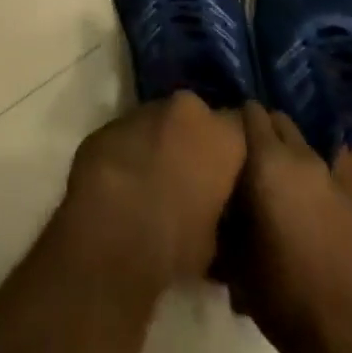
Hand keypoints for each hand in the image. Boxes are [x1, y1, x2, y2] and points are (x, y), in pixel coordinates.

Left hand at [59, 91, 246, 288]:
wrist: (107, 225)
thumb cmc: (175, 239)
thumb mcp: (216, 243)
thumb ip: (221, 213)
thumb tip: (215, 214)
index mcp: (221, 134)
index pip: (244, 128)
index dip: (238, 151)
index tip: (235, 175)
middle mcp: (186, 109)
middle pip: (199, 119)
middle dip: (197, 142)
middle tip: (195, 180)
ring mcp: (145, 109)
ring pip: (163, 123)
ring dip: (163, 145)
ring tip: (158, 184)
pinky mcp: (111, 121)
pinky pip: (133, 133)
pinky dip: (135, 150)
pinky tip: (129, 183)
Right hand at [229, 103, 351, 352]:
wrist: (343, 336)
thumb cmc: (279, 290)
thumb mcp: (233, 250)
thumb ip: (225, 205)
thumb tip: (217, 186)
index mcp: (268, 159)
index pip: (251, 110)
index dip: (237, 118)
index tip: (226, 134)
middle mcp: (302, 156)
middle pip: (280, 121)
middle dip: (265, 130)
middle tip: (250, 156)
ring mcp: (333, 177)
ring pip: (305, 146)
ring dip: (290, 154)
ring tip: (278, 181)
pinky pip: (330, 173)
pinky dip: (316, 179)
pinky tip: (309, 201)